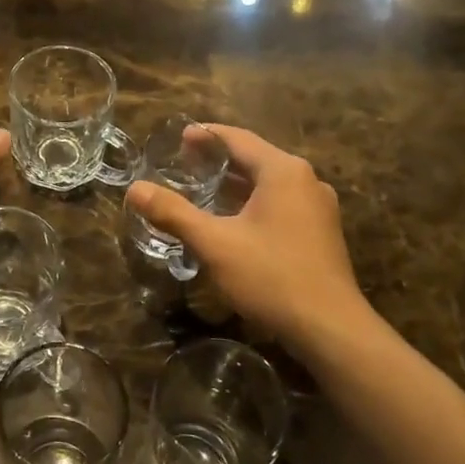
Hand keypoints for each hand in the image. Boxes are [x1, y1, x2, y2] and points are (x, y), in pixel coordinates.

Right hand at [126, 125, 378, 355]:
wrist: (330, 328)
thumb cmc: (271, 276)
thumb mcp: (214, 243)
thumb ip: (173, 213)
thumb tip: (134, 189)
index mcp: (283, 171)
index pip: (238, 139)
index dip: (207, 135)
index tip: (180, 138)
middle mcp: (306, 180)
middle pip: (256, 157)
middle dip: (220, 159)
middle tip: (185, 163)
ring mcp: (318, 207)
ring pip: (270, 183)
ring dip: (237, 183)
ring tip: (204, 189)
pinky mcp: (321, 232)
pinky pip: (281, 203)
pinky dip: (254, 202)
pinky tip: (234, 220)